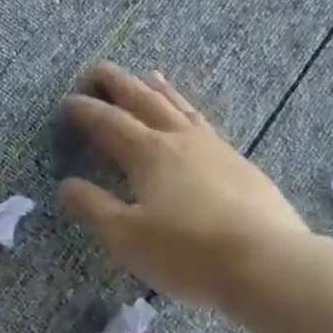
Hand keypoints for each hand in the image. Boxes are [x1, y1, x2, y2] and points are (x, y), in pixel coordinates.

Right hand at [60, 63, 308, 309]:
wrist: (266, 262)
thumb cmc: (186, 252)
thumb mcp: (126, 237)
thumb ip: (93, 208)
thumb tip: (66, 184)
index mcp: (149, 154)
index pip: (109, 123)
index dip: (85, 111)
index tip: (67, 102)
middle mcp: (181, 140)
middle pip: (145, 101)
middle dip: (118, 84)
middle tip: (97, 70)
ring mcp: (216, 149)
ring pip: (180, 108)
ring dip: (158, 91)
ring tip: (149, 76)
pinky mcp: (240, 166)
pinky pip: (204, 125)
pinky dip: (188, 112)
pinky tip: (192, 122)